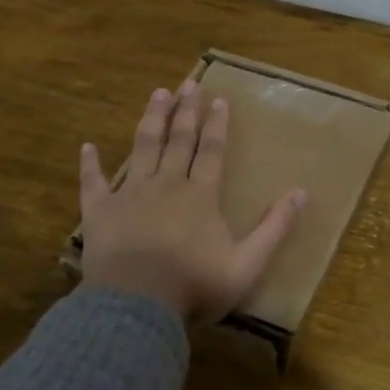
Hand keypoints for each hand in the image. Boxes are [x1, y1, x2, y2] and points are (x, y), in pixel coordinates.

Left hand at [79, 81, 306, 323]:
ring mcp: (130, 195)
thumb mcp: (247, 264)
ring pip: (142, 148)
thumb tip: (302, 193)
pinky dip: (90, 164)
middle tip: (188, 84)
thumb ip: (275, 228)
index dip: (217, 124)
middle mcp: (166, 184)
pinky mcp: (99, 211)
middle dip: (185, 111)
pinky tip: (87, 146)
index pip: (211, 150)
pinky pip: (93, 182)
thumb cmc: (194, 285)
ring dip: (151, 120)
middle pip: (178, 140)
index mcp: (200, 195)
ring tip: (157, 95)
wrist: (136, 304)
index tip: (219, 99)